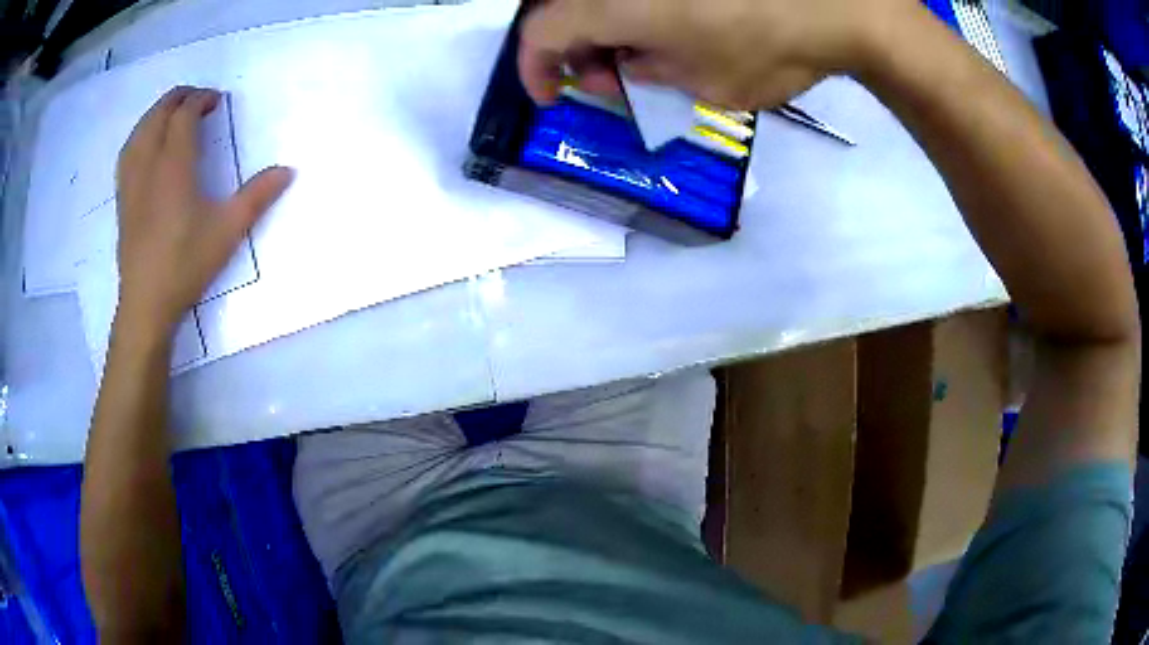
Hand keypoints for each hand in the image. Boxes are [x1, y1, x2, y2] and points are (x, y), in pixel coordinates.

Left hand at [115, 86, 292, 334]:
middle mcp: (149, 165)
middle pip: (158, 114)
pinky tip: (146, 144)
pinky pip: (127, 153)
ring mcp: (131, 182)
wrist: (146, 304)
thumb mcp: (227, 231)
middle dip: (178, 98)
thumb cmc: (186, 264)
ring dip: (156, 113)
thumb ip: (257, 197)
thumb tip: (288, 170)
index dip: (200, 99)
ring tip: (171, 113)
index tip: (216, 100)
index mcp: (174, 166)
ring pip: (139, 131)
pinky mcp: (123, 199)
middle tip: (196, 98)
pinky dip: (139, 136)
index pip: (184, 115)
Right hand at [519, 0, 910, 109]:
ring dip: (606, 30)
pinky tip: (669, 31)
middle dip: (575, 51)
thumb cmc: (772, 48)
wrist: (838, 5)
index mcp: (615, 3)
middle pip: (566, 9)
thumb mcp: (703, 85)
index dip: (534, 68)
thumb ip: (648, 74)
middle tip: (608, 81)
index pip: (542, 32)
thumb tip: (625, 63)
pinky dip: (637, 13)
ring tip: (643, 59)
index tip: (550, 96)